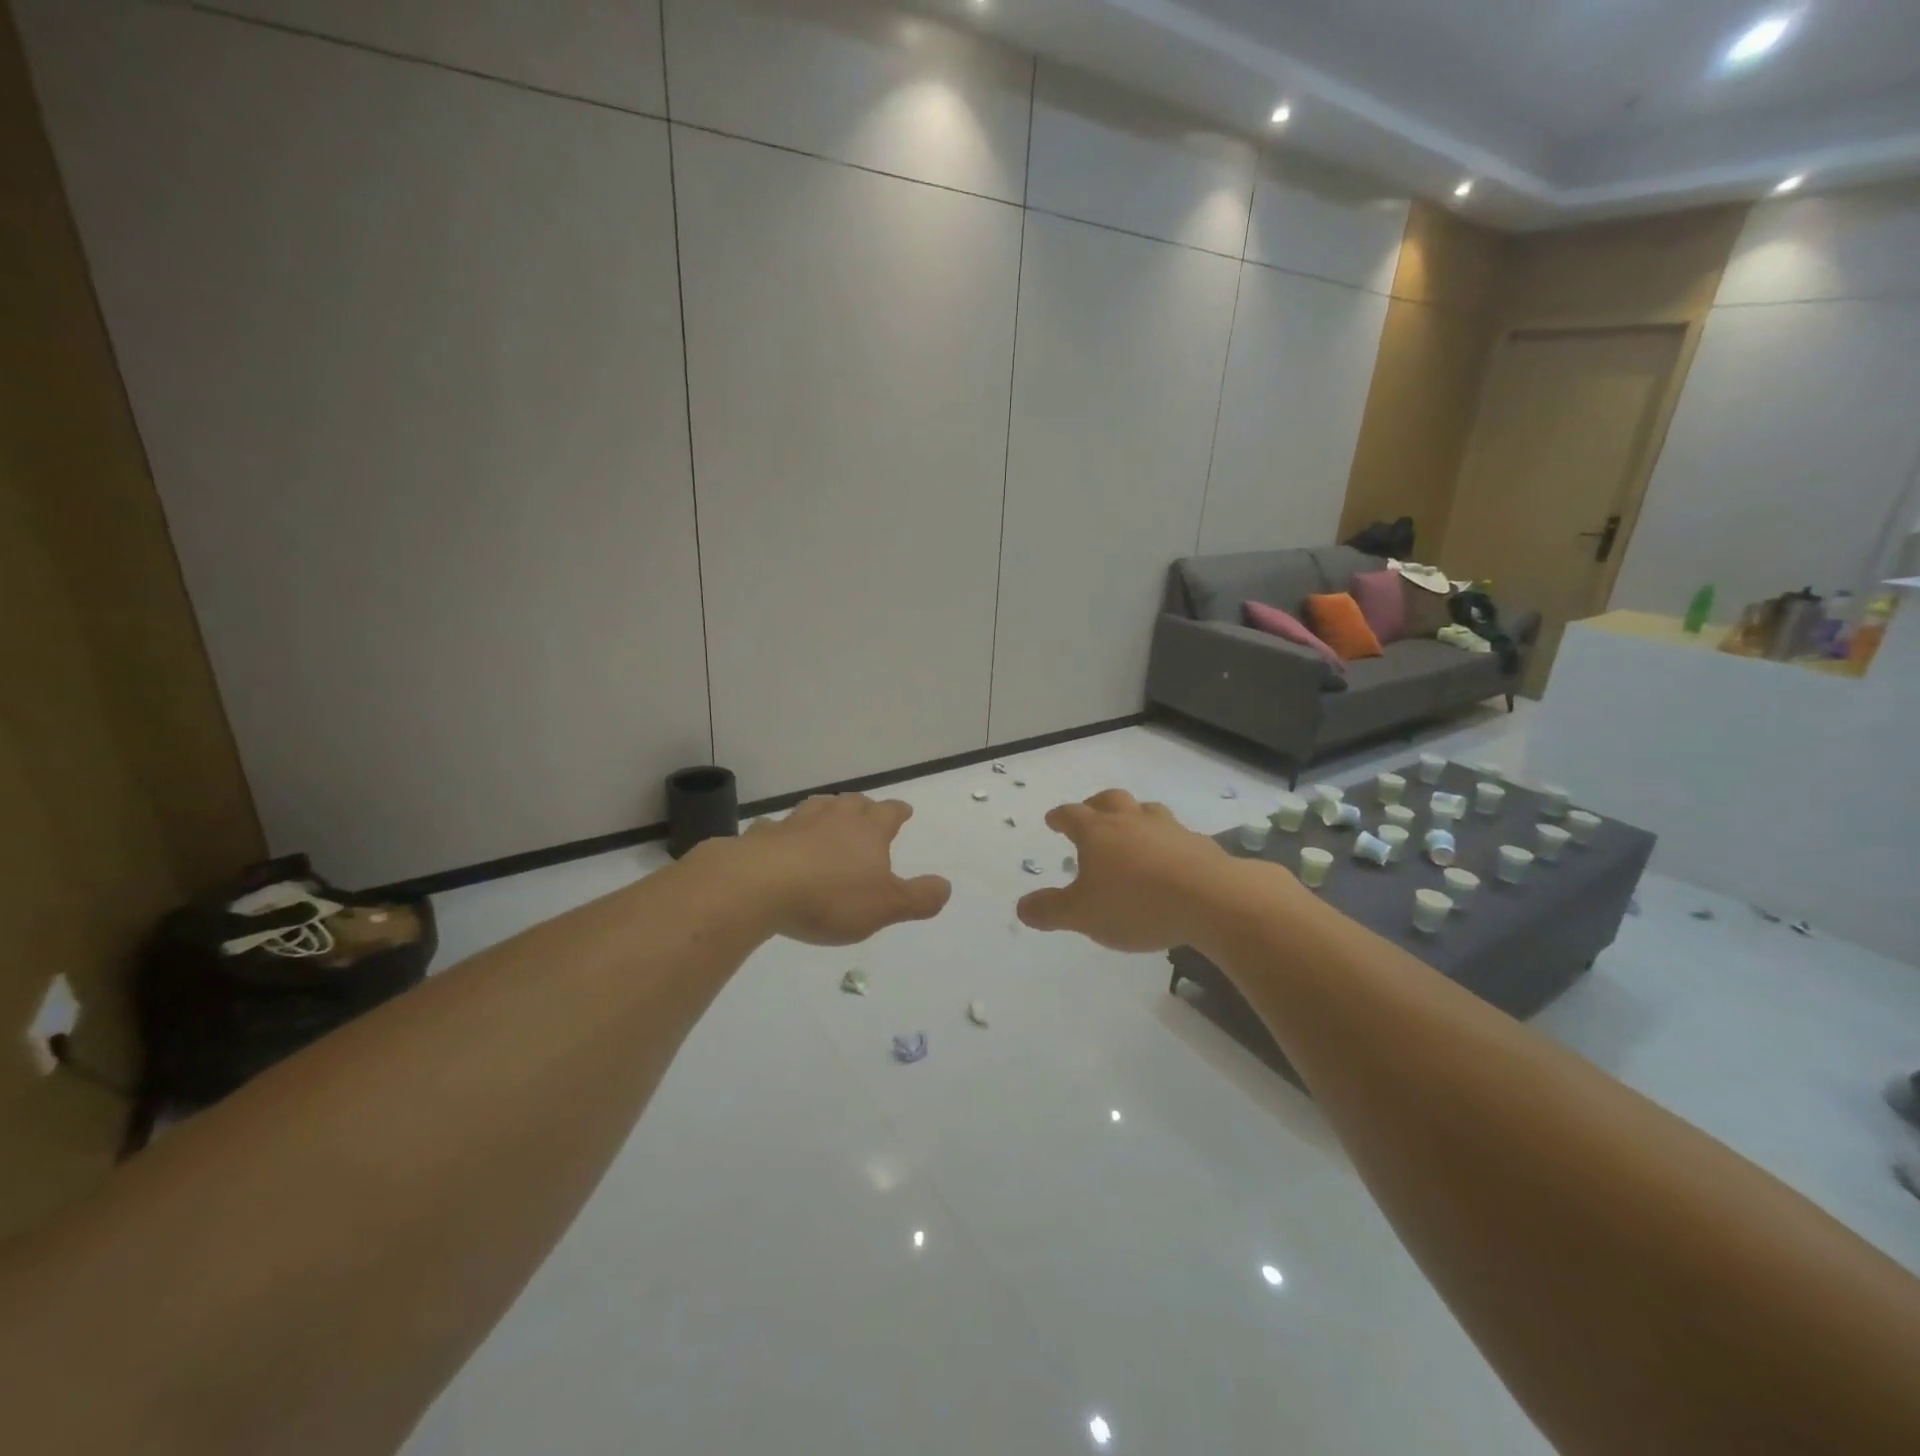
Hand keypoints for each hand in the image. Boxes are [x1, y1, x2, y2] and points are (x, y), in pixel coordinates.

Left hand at [720, 793, 951, 945]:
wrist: (758, 886)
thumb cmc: (830, 897)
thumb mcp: (885, 906)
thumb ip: (918, 898)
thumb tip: (946, 886)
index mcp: (867, 831)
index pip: (889, 813)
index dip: (898, 811)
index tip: (904, 810)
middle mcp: (833, 818)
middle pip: (853, 803)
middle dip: (863, 806)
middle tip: (867, 811)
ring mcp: (795, 824)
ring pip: (816, 807)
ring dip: (826, 809)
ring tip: (828, 815)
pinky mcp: (762, 837)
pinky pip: (776, 829)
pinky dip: (782, 832)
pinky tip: (779, 838)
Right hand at [1017, 789, 1292, 951]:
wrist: (1211, 900)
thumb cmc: (1135, 905)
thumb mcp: (1082, 915)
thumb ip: (1050, 910)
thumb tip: (1022, 906)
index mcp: (1098, 832)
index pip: (1071, 815)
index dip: (1059, 817)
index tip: (1053, 820)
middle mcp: (1131, 821)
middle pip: (1110, 800)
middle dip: (1095, 805)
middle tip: (1089, 813)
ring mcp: (1168, 829)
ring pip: (1146, 811)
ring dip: (1134, 817)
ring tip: (1131, 832)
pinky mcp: (1199, 844)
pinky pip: (1175, 835)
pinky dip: (1165, 841)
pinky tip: (1169, 859)